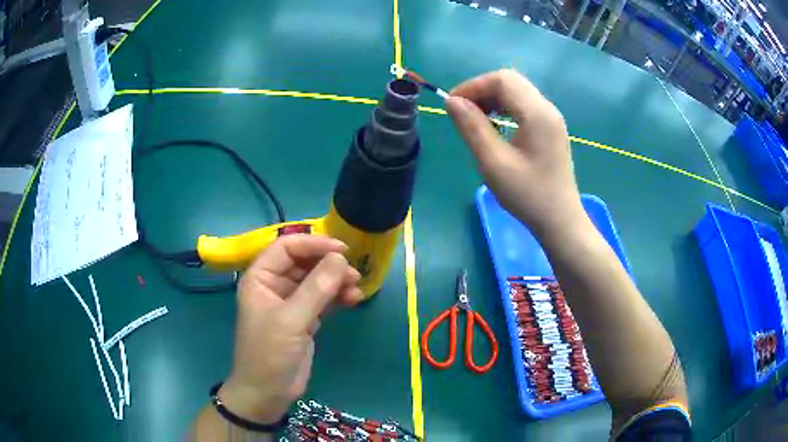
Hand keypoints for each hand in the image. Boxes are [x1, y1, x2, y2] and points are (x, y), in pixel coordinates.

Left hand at [218, 235, 361, 423]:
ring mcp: (290, 302)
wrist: (268, 393)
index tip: (342, 250)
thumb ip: (316, 289)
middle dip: (329, 265)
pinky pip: (323, 299)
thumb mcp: (291, 320)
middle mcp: (274, 285)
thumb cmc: (269, 353)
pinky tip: (353, 300)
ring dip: (337, 281)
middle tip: (353, 274)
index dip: (313, 244)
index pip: (286, 247)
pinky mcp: (304, 318)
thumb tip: (340, 258)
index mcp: (260, 277)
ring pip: (316, 281)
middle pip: (304, 262)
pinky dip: (338, 297)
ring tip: (356, 289)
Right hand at [446, 69, 585, 238]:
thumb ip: (472, 128)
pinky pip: (524, 106)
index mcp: (537, 113)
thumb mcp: (493, 162)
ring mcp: (551, 119)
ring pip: (517, 92)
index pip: (502, 80)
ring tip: (475, 120)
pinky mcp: (550, 129)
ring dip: (493, 98)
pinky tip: (495, 127)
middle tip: (463, 112)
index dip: (473, 86)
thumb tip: (452, 101)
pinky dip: (504, 108)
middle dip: (482, 90)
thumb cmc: (528, 195)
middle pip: (510, 81)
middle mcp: (547, 109)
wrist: (559, 221)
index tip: (453, 105)